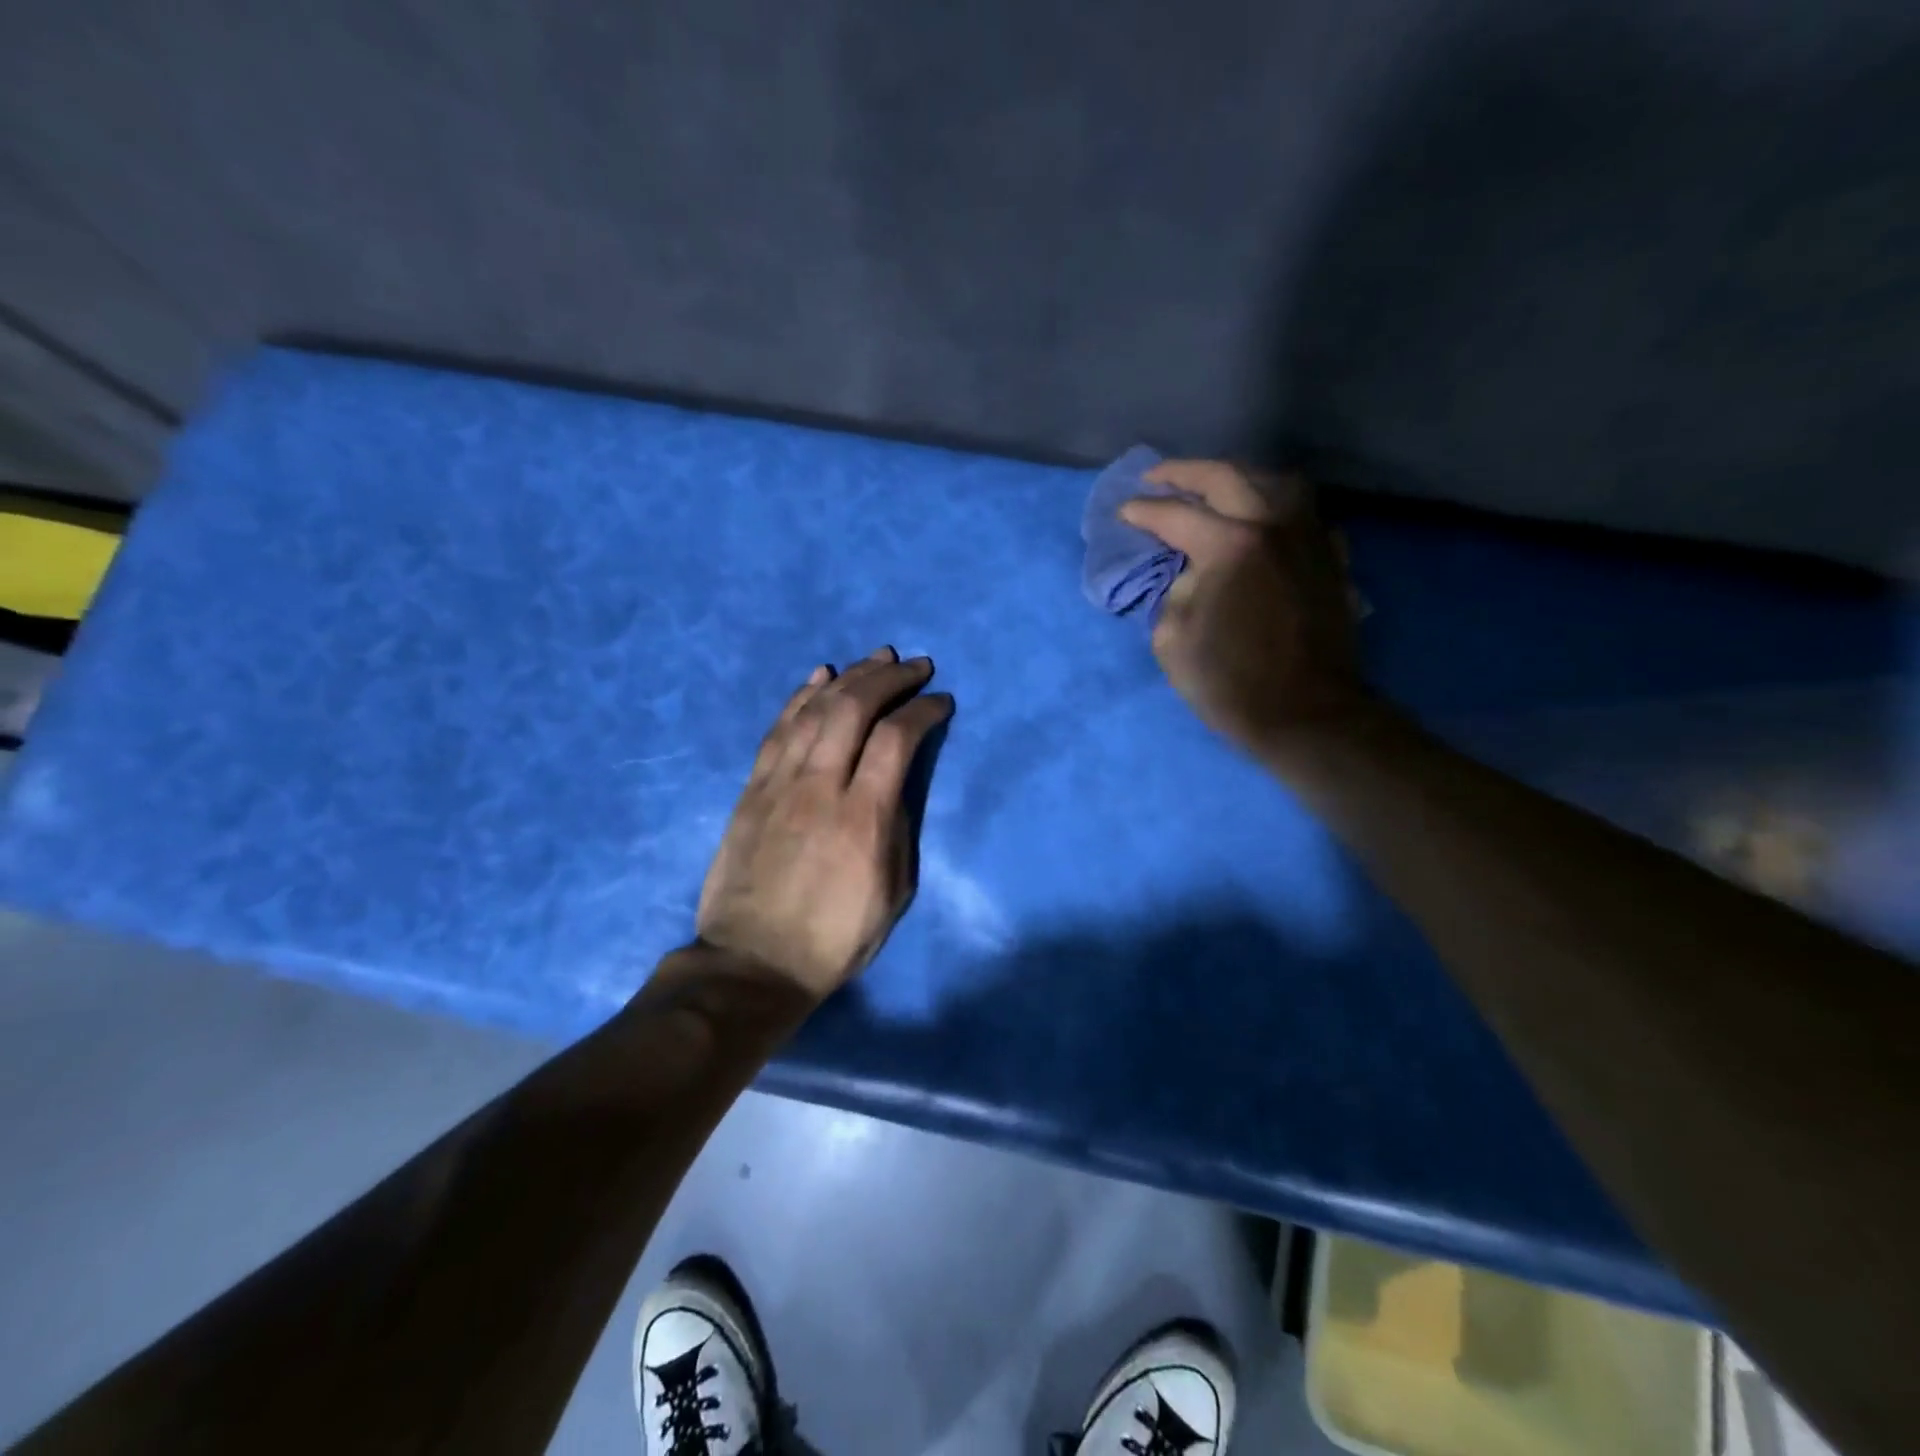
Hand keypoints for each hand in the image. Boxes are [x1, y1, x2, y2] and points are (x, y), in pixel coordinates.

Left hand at [695, 648, 953, 999]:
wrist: (753, 963)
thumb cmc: (835, 938)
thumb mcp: (893, 892)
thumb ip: (899, 828)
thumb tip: (897, 782)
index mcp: (863, 817)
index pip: (897, 738)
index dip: (923, 709)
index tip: (941, 701)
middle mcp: (820, 787)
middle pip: (854, 708)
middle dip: (889, 677)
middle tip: (915, 666)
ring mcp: (779, 784)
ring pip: (815, 710)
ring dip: (849, 677)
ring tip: (876, 658)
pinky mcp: (752, 790)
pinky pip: (778, 730)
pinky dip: (801, 697)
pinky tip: (820, 676)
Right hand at [1120, 460, 1365, 763]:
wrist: (1307, 714)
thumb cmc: (1230, 683)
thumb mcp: (1172, 641)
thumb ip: (1175, 593)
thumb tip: (1191, 573)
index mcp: (1229, 545)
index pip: (1175, 515)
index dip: (1143, 511)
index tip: (1124, 512)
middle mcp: (1273, 525)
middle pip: (1226, 477)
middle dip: (1184, 472)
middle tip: (1157, 477)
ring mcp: (1309, 538)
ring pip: (1276, 482)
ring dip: (1239, 477)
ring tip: (1215, 488)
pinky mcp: (1331, 559)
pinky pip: (1306, 516)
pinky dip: (1280, 510)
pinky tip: (1266, 522)